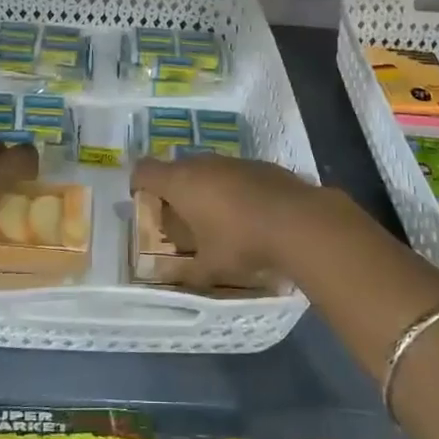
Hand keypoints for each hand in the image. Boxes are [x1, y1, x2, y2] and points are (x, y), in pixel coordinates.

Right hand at [129, 155, 330, 288]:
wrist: (299, 221)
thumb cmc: (242, 242)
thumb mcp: (210, 267)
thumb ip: (185, 272)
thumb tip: (169, 277)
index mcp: (180, 182)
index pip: (144, 170)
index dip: (138, 185)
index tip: (143, 204)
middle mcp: (203, 164)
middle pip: (175, 170)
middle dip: (174, 192)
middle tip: (181, 221)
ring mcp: (233, 161)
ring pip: (207, 170)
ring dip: (204, 190)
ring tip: (216, 220)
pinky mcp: (259, 164)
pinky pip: (233, 174)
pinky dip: (232, 190)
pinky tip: (247, 215)